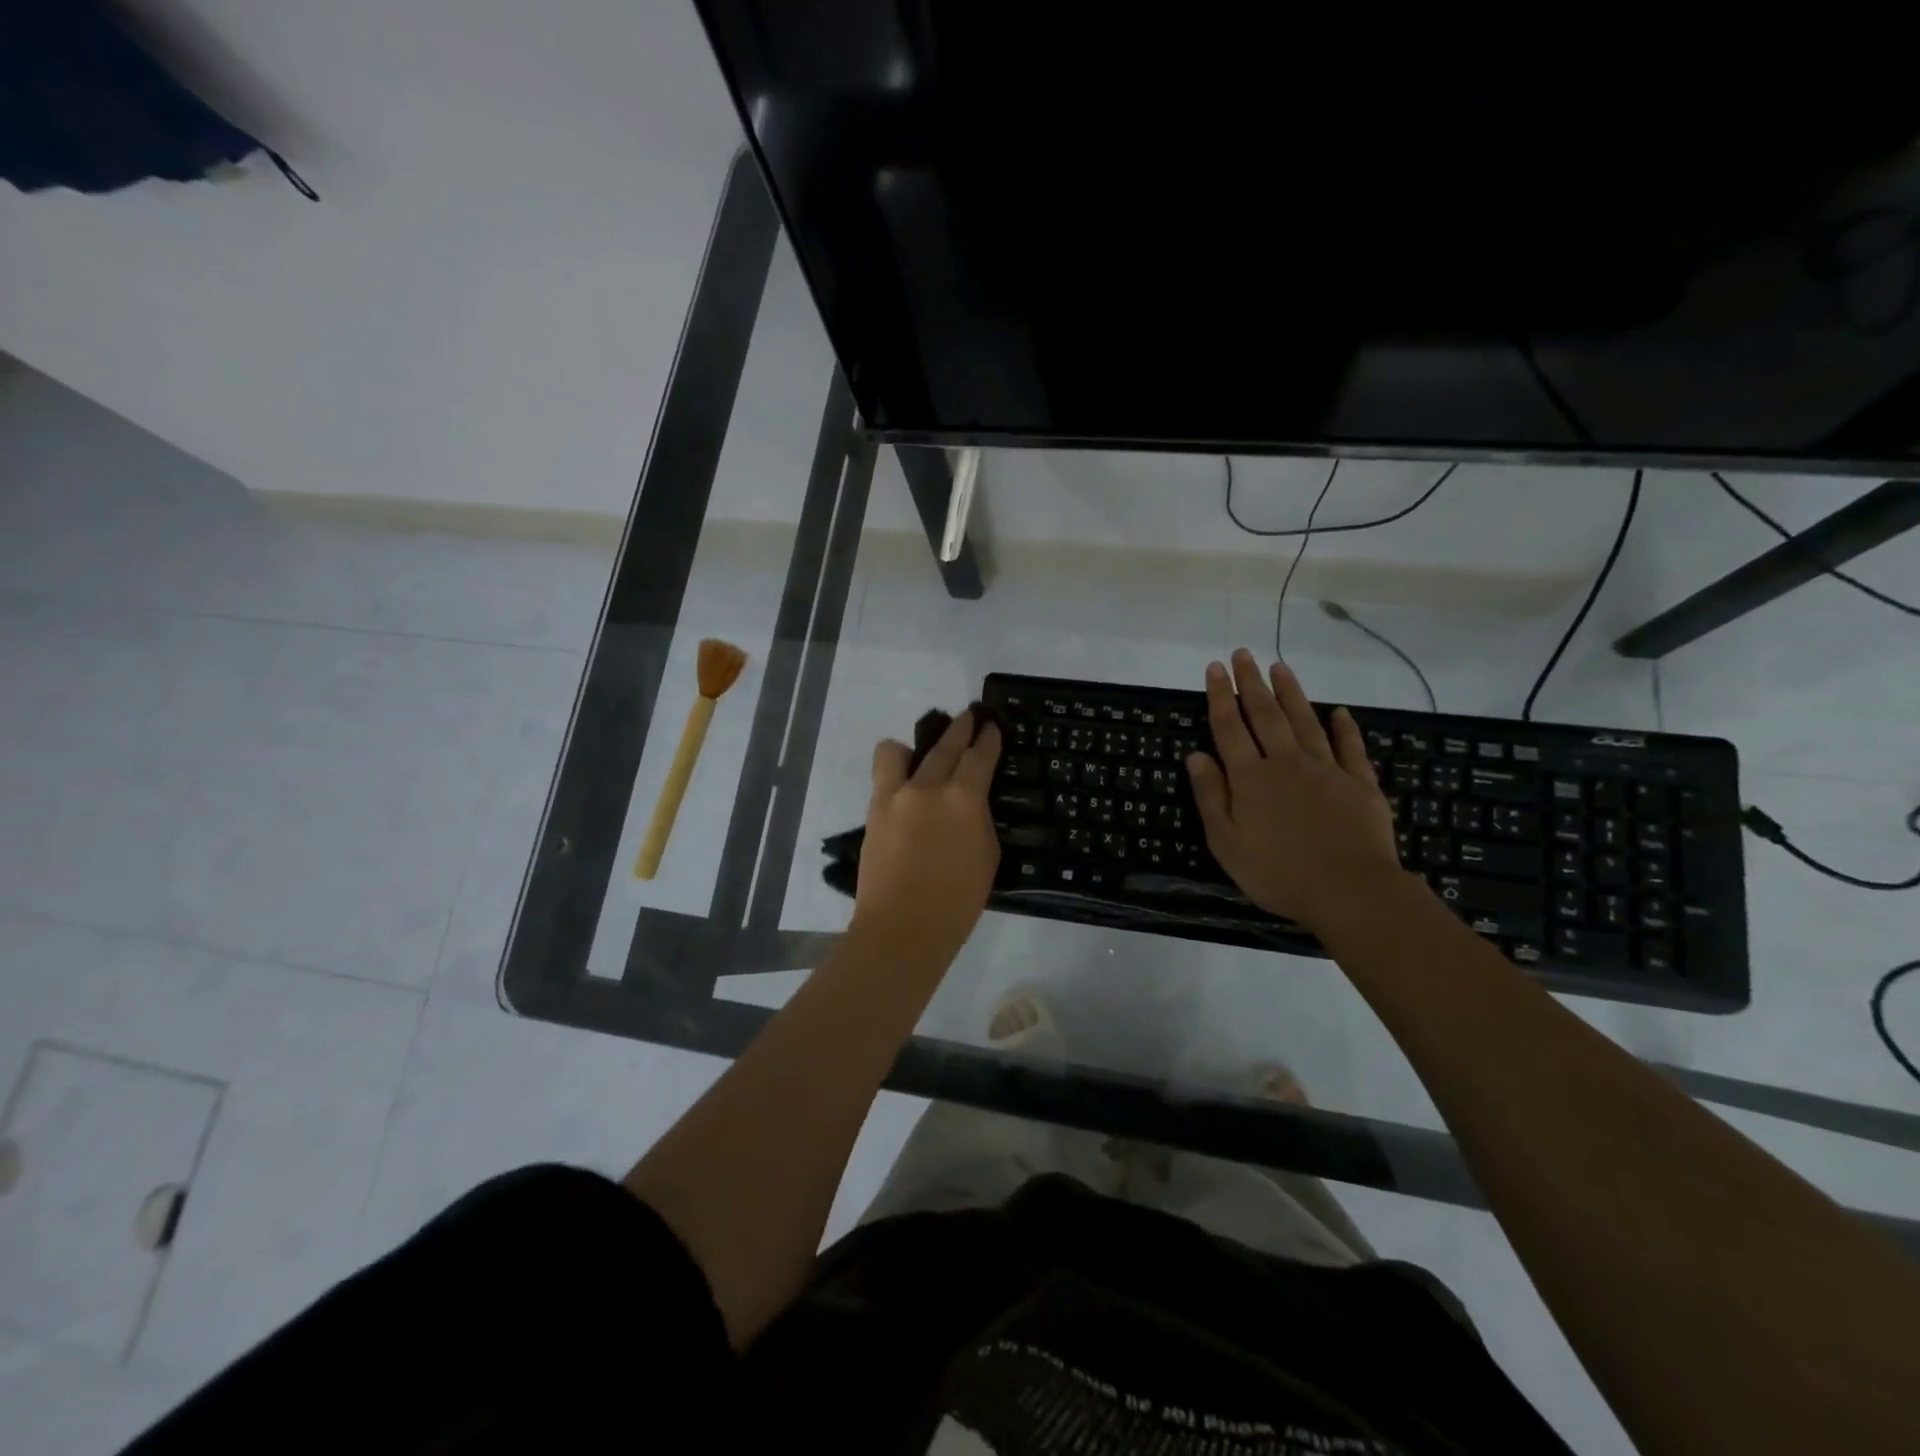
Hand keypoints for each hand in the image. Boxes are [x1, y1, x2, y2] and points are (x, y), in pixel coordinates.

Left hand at [854, 709, 1002, 964]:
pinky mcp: (874, 810)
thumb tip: (968, 805)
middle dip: (960, 728)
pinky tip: (902, 785)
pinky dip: (894, 772)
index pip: (980, 756)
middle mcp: (929, 787)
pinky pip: (882, 775)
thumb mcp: (986, 856)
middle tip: (969, 716)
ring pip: (899, 751)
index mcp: (965, 799)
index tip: (992, 727)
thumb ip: (977, 820)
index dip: (989, 739)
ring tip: (920, 758)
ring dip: (914, 747)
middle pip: (946, 745)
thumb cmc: (957, 901)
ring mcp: (896, 795)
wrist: (903, 928)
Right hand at [1186, 648, 1403, 930]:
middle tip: (1243, 654)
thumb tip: (1195, 755)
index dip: (1220, 697)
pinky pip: (1350, 747)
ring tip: (1280, 667)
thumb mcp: (1227, 843)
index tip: (1215, 668)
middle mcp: (1286, 763)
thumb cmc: (1278, 873)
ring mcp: (1326, 769)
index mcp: (1250, 778)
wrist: (1350, 891)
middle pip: (1265, 715)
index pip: (1229, 728)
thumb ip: (1211, 796)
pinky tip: (1339, 712)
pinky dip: (1344, 727)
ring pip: (1304, 721)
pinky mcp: (1359, 783)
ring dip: (1291, 693)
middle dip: (1252, 683)